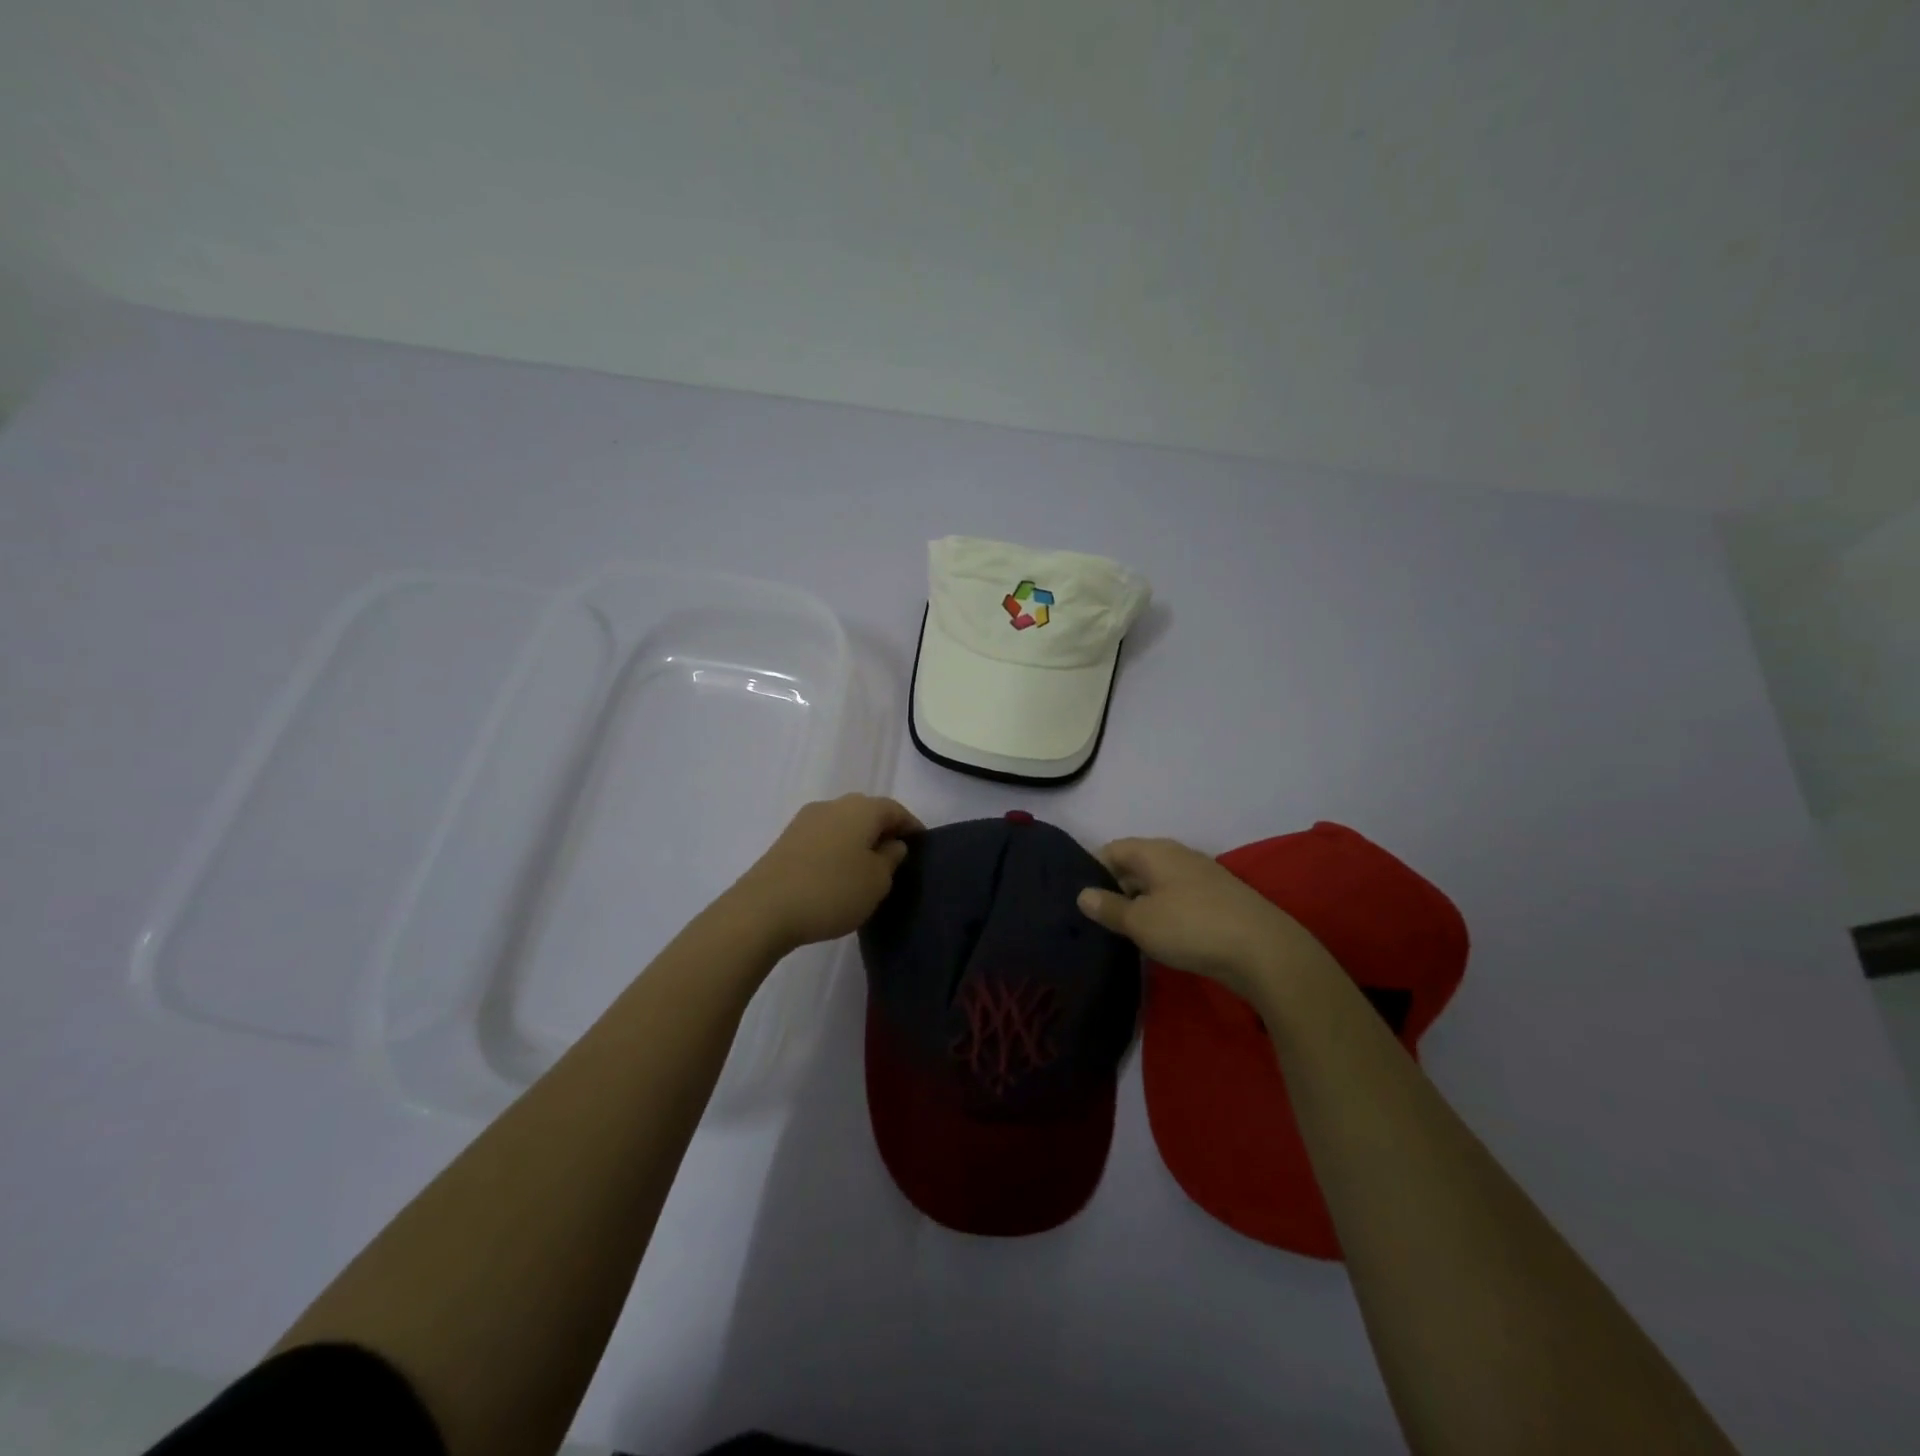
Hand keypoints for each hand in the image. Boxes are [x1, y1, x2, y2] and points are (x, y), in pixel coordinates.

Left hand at [728, 794, 923, 952]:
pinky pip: (823, 838)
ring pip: (843, 824)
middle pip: (868, 812)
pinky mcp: (786, 840)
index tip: (922, 845)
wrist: (763, 909)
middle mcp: (834, 805)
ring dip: (858, 841)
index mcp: (862, 808)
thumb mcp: (877, 881)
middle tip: (896, 858)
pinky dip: (837, 850)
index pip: (896, 810)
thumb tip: (892, 844)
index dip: (912, 826)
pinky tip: (837, 873)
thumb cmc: (832, 891)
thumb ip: (891, 858)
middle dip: (883, 831)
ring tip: (867, 869)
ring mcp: (806, 820)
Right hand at [1076, 837, 1336, 1003]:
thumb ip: (1109, 907)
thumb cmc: (1191, 927)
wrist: (1264, 950)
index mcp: (1154, 851)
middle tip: (1096, 919)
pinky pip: (1178, 899)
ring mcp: (1201, 876)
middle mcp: (1177, 855)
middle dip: (1114, 889)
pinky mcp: (1218, 900)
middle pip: (1135, 865)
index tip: (1078, 899)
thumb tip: (1083, 894)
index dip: (1091, 870)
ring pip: (1157, 884)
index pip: (1111, 849)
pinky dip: (1163, 913)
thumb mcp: (1140, 922)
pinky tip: (1159, 937)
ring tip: (1123, 932)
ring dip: (1140, 903)